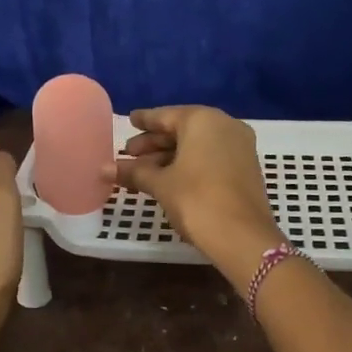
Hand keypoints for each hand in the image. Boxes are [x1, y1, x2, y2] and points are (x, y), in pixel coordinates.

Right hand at [112, 106, 283, 281]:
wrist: (243, 236)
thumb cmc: (196, 200)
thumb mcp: (160, 184)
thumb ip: (134, 172)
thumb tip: (104, 169)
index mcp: (202, 120)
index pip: (165, 115)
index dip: (144, 121)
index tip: (129, 120)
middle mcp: (224, 125)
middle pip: (182, 129)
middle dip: (154, 144)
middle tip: (128, 154)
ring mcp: (240, 146)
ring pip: (197, 145)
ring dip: (169, 157)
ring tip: (142, 173)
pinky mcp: (246, 166)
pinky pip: (211, 156)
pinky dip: (190, 164)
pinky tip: (169, 179)